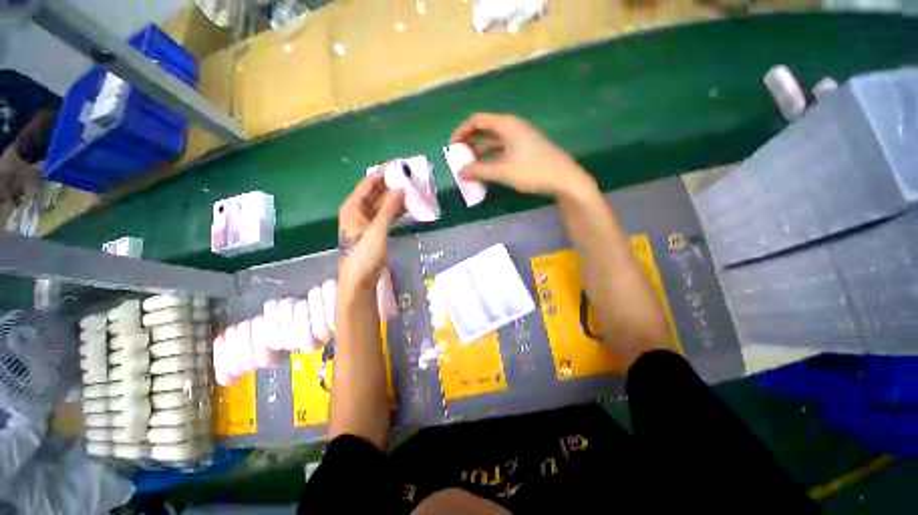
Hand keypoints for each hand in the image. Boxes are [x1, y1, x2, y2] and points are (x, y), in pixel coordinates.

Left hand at [337, 176, 404, 291]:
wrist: (360, 280)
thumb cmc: (364, 254)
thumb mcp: (377, 230)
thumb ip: (389, 209)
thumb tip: (400, 188)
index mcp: (353, 206)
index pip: (369, 183)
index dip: (383, 173)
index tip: (400, 165)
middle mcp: (359, 210)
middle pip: (376, 192)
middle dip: (392, 184)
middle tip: (411, 178)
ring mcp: (367, 221)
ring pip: (383, 204)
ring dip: (396, 198)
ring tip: (413, 190)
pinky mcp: (375, 231)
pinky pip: (386, 215)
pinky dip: (396, 211)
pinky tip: (408, 207)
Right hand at [451, 113, 594, 198]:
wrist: (564, 178)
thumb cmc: (532, 171)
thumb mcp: (502, 171)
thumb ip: (479, 171)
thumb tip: (461, 172)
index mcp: (506, 125)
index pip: (476, 120)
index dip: (461, 132)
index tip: (453, 148)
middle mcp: (512, 126)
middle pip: (484, 129)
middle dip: (469, 142)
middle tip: (460, 158)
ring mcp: (521, 137)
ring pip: (494, 140)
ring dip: (480, 151)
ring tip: (470, 166)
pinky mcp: (526, 148)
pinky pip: (503, 148)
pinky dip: (492, 156)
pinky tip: (487, 169)